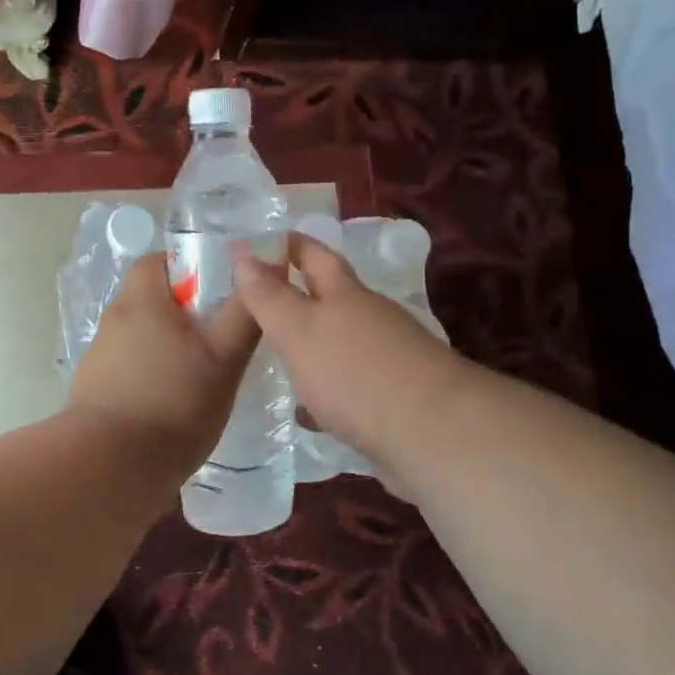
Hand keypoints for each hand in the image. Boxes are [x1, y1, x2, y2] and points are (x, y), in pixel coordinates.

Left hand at [69, 253, 260, 472]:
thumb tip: (265, 273)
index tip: (219, 290)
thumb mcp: (224, 359)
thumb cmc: (175, 403)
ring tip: (200, 373)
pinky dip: (151, 373)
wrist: (111, 468)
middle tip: (219, 335)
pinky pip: (129, 365)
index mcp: (141, 300)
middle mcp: (114, 320)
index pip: (159, 260)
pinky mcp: (93, 389)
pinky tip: (173, 401)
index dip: (190, 266)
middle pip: (152, 298)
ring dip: (168, 344)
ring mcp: (99, 356)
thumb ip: (244, 314)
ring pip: (141, 334)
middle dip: (184, 310)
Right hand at [232, 233, 464, 469]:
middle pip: (333, 297)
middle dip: (303, 294)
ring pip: (343, 341)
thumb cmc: (354, 371)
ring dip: (315, 344)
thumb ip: (269, 297)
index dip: (290, 245)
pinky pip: (353, 384)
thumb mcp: (299, 330)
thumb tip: (244, 253)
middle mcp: (371, 318)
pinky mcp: (397, 396)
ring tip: (280, 356)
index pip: (314, 255)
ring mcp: (389, 357)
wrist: (431, 432)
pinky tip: (312, 411)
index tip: (263, 241)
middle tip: (264, 299)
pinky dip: (329, 388)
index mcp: (346, 294)